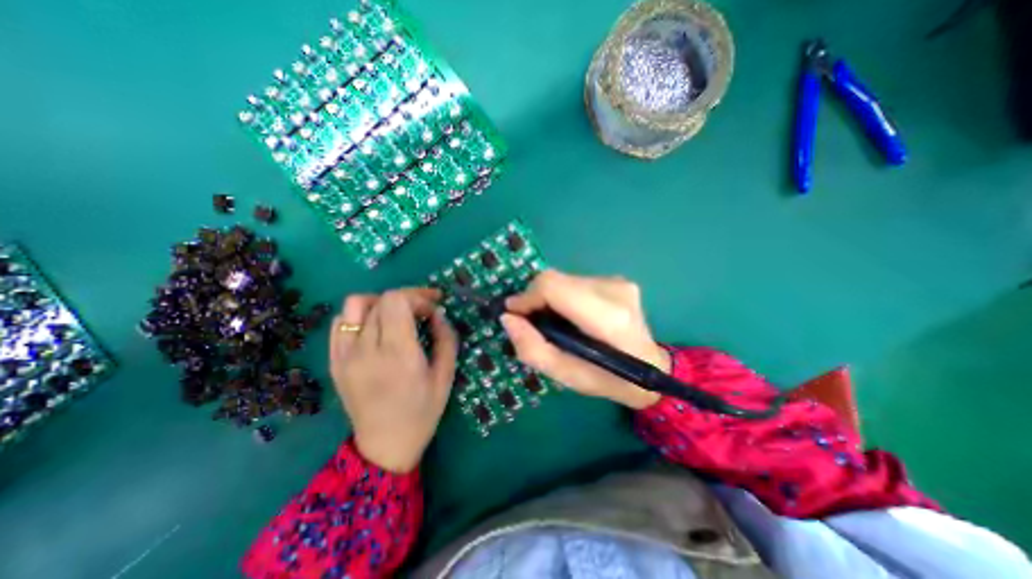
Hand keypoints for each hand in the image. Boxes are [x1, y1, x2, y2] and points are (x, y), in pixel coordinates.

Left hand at [331, 288, 458, 472]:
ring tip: (397, 314)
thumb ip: (446, 339)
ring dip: (380, 302)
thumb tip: (438, 313)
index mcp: (398, 354)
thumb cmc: (423, 411)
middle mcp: (366, 350)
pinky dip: (360, 316)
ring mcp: (345, 355)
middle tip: (423, 310)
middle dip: (407, 298)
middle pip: (381, 300)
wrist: (385, 446)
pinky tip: (375, 327)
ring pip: (355, 305)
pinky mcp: (334, 361)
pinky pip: (340, 323)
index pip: (397, 301)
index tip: (433, 309)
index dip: (418, 297)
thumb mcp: (446, 375)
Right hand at [503, 272, 668, 411]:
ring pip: (563, 279)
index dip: (527, 297)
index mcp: (607, 318)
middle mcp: (614, 290)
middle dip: (536, 299)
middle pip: (555, 279)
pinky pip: (575, 281)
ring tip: (556, 323)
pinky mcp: (617, 279)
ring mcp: (618, 281)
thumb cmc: (609, 380)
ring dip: (550, 299)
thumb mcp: (566, 376)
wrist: (652, 370)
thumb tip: (508, 318)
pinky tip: (572, 316)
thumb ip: (532, 349)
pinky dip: (563, 296)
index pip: (553, 286)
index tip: (515, 314)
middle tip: (534, 323)